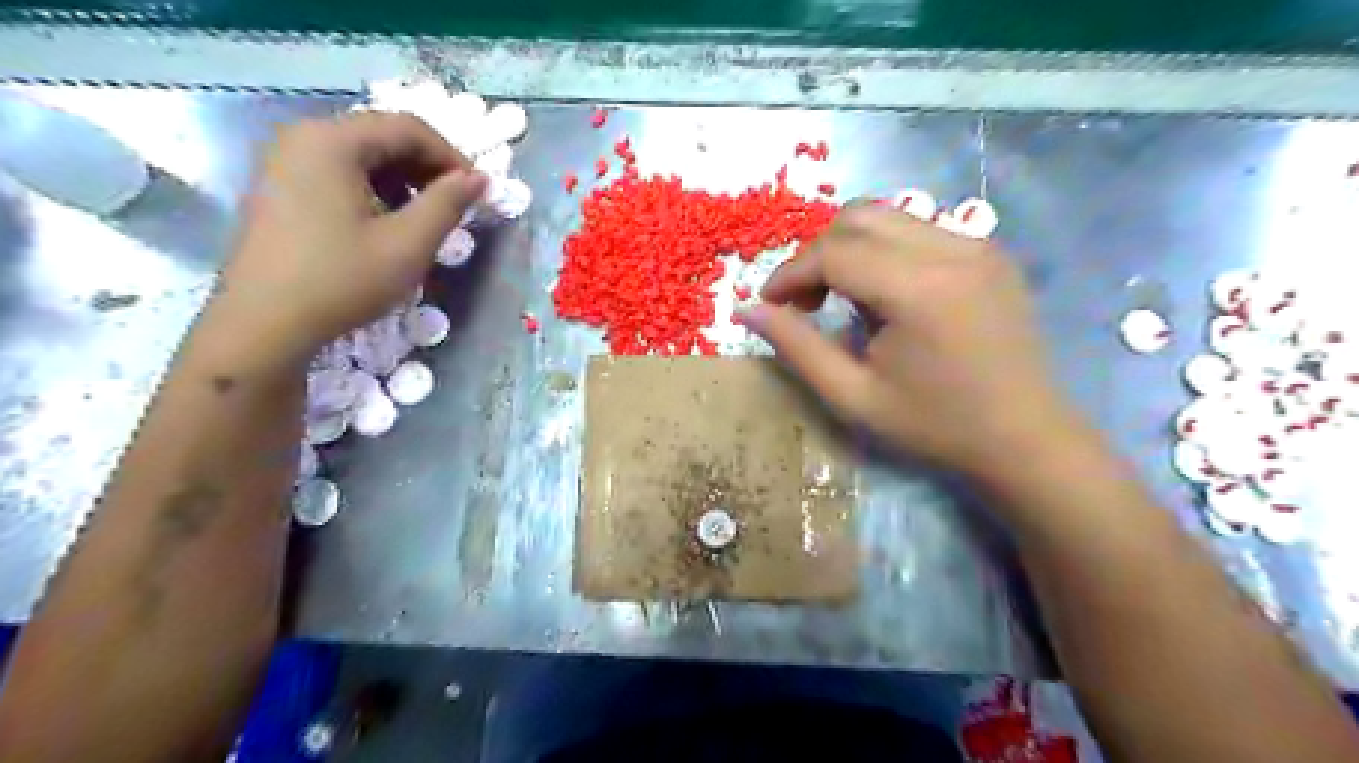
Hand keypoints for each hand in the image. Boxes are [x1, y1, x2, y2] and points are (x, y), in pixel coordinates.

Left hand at [213, 110, 484, 359]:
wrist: (264, 323)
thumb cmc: (342, 280)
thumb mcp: (408, 244)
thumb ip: (448, 204)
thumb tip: (479, 178)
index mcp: (332, 141)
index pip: (408, 128)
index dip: (451, 156)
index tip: (477, 192)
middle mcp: (303, 137)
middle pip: (382, 137)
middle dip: (426, 168)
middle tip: (455, 206)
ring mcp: (285, 162)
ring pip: (361, 156)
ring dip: (402, 180)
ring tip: (424, 219)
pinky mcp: (279, 187)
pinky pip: (338, 172)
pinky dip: (373, 189)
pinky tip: (386, 225)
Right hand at [738, 203, 1090, 482]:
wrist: (1024, 437)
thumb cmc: (934, 425)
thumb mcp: (853, 396)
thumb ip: (796, 347)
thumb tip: (747, 310)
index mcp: (919, 289)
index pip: (834, 252)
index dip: (790, 273)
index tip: (770, 304)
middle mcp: (951, 249)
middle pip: (859, 217)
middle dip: (817, 253)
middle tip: (804, 301)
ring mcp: (977, 245)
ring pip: (889, 216)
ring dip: (849, 248)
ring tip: (842, 299)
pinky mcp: (989, 252)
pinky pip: (918, 230)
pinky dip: (884, 251)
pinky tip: (885, 297)